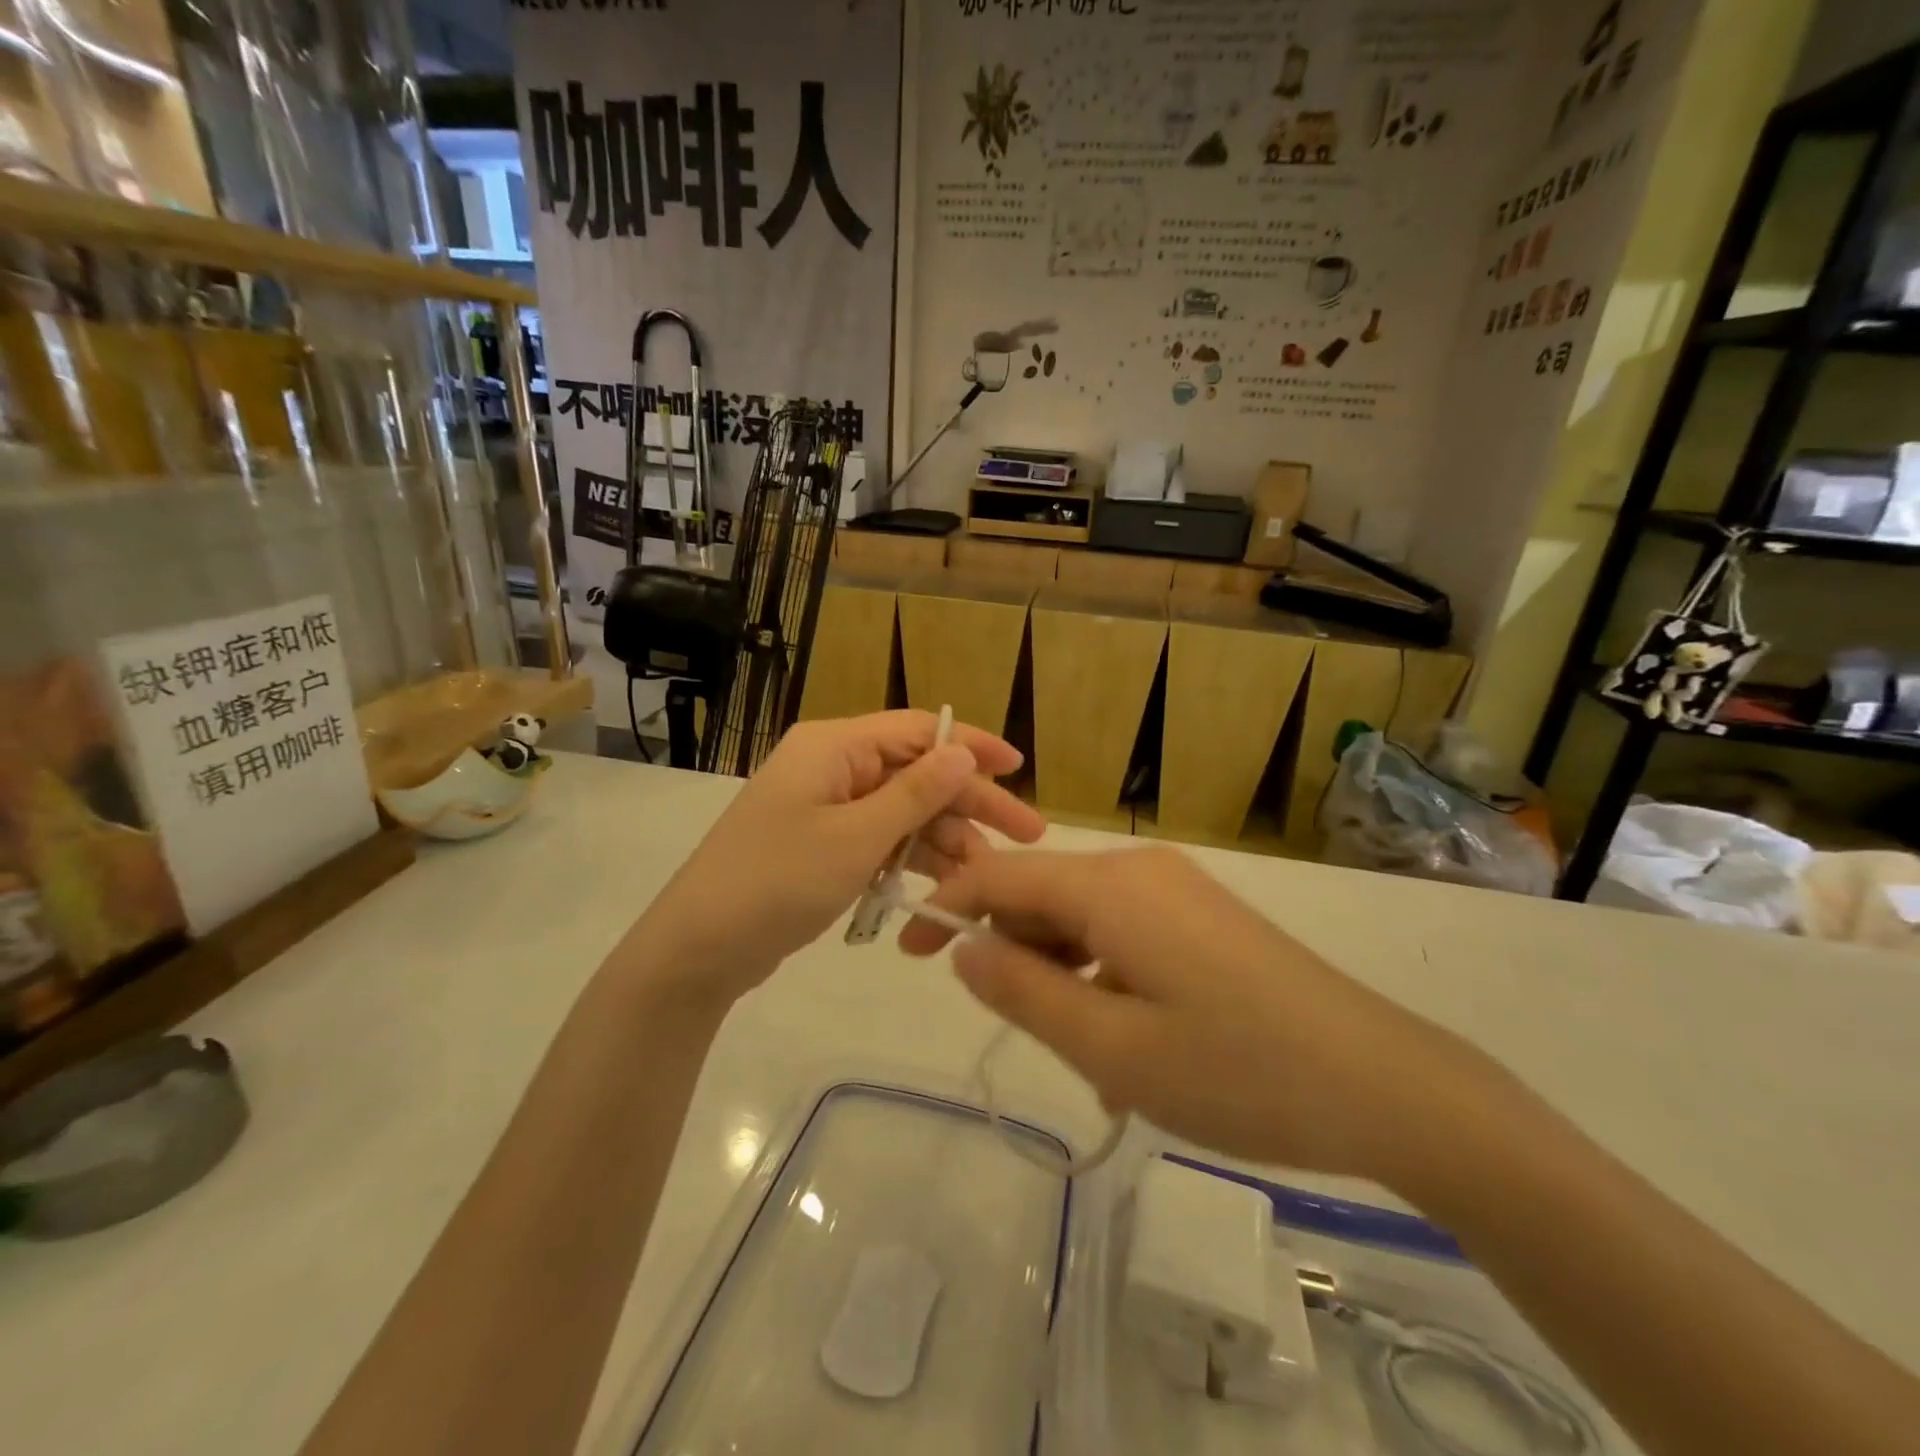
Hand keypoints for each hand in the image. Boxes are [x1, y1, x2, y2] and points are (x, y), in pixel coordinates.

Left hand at [636, 712, 1044, 1006]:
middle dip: (970, 803)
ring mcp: (826, 806)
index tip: (1019, 770)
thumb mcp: (855, 838)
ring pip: (903, 811)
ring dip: (945, 839)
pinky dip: (911, 858)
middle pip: (917, 773)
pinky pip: (881, 839)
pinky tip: (945, 886)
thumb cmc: (777, 883)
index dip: (972, 746)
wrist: (698, 949)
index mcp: (833, 747)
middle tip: (1027, 835)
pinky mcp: (823, 843)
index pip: (918, 730)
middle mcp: (832, 766)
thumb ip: (915, 793)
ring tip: (986, 876)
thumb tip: (963, 750)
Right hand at [899, 847, 1506, 1191]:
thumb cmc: (1239, 1072)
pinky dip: (1102, 973)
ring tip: (1083, 1053)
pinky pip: (1124, 930)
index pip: (999, 876)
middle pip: (1041, 893)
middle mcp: (1140, 869)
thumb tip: (963, 950)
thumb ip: (1024, 992)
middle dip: (1008, 949)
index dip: (944, 909)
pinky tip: (1126, 1039)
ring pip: (1083, 916)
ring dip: (1060, 972)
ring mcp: (1178, 888)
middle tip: (1013, 1026)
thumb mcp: (1113, 1046)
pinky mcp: (1203, 914)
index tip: (905, 953)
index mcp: (1110, 886)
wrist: (1386, 1083)